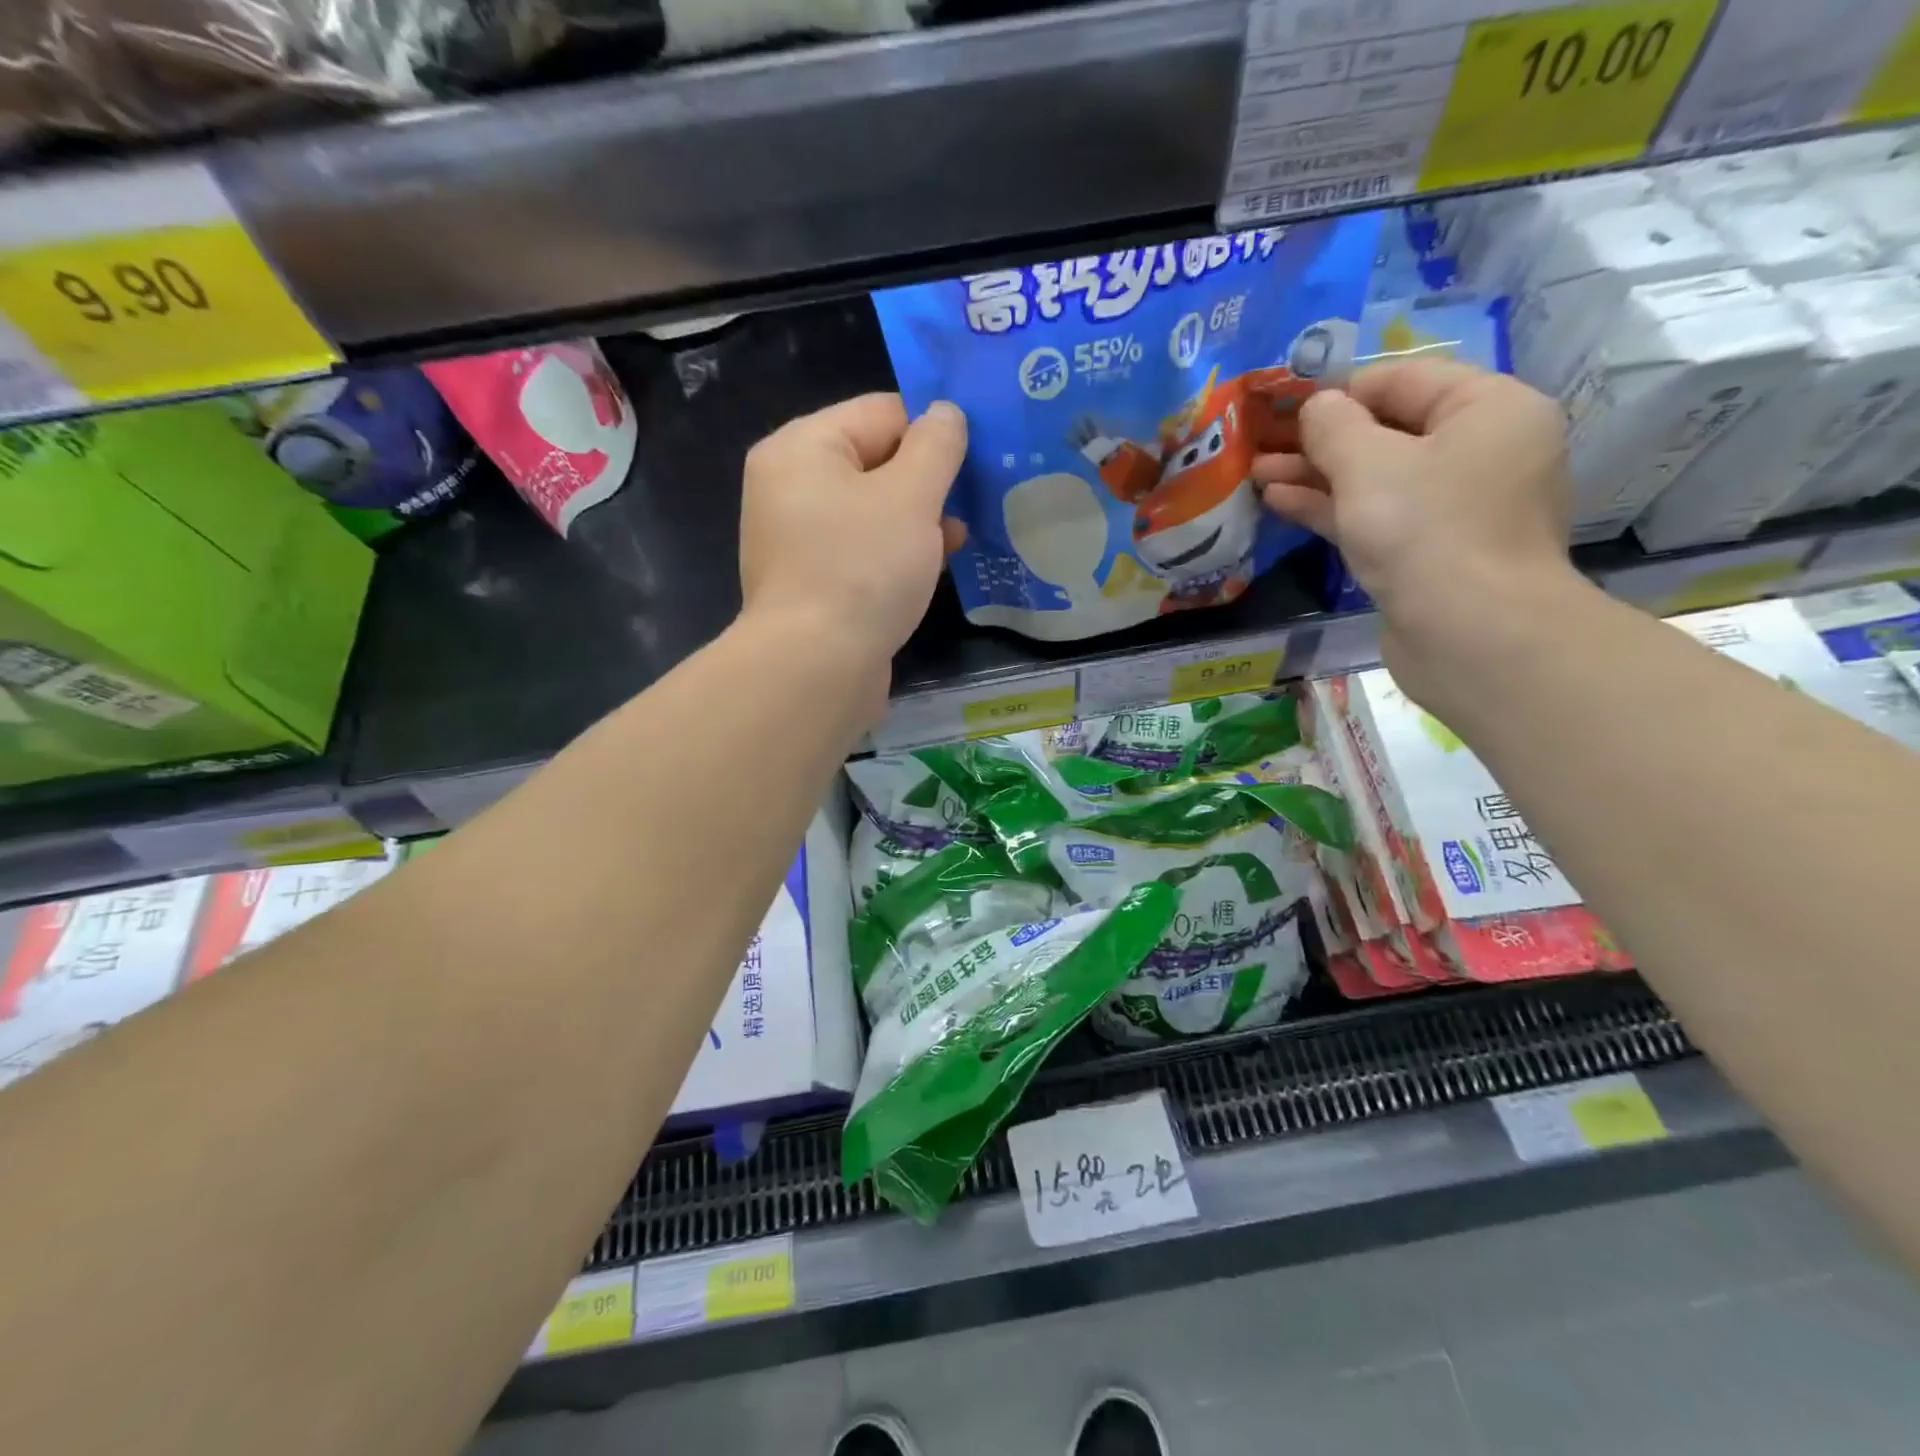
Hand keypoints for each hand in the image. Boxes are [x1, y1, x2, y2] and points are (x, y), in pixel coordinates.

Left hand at [739, 392, 967, 684]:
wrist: (816, 667)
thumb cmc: (862, 568)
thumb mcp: (911, 496)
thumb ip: (936, 446)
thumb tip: (946, 413)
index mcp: (801, 448)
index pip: (881, 412)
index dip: (933, 431)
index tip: (976, 460)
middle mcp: (790, 487)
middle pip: (876, 462)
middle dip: (928, 482)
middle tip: (973, 502)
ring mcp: (798, 539)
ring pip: (873, 511)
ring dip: (919, 521)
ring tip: (960, 538)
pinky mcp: (813, 582)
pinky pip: (863, 551)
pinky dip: (897, 554)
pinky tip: (933, 568)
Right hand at [1254, 359, 1578, 700]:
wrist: (1471, 635)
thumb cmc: (1426, 530)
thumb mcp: (1368, 463)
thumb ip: (1334, 426)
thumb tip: (1317, 406)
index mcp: (1489, 409)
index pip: (1406, 377)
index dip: (1341, 387)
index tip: (1285, 403)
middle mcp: (1481, 451)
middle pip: (1389, 430)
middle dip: (1321, 438)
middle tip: (1262, 442)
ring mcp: (1455, 506)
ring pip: (1376, 477)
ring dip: (1316, 475)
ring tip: (1258, 474)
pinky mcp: (1430, 552)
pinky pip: (1377, 515)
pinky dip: (1333, 508)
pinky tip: (1281, 503)